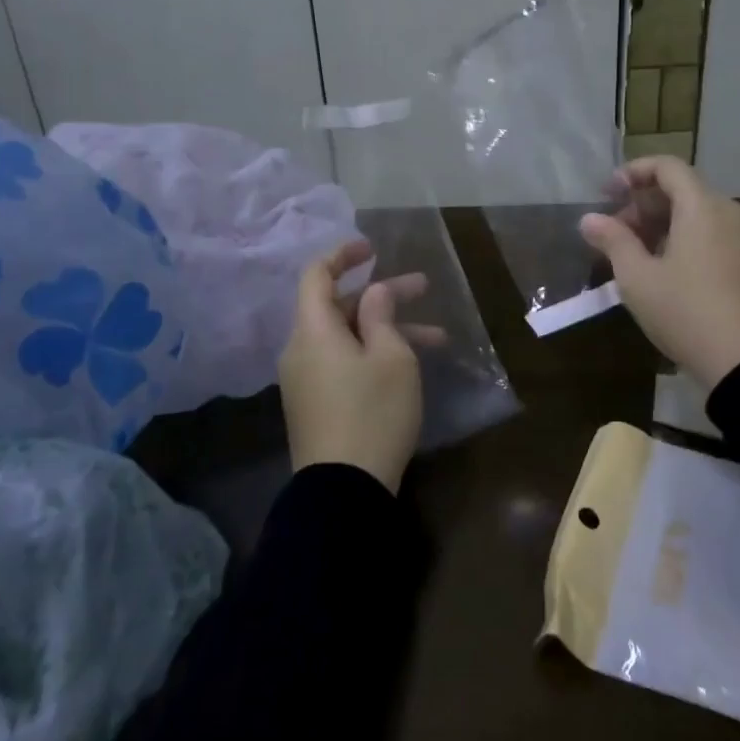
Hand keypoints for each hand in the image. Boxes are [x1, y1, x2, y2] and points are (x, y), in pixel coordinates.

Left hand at [279, 240, 423, 494]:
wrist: (344, 491)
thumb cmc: (373, 413)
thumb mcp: (391, 358)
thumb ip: (381, 315)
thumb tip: (374, 292)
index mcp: (314, 330)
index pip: (317, 275)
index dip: (343, 255)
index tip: (373, 249)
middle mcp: (302, 349)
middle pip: (339, 306)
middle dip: (383, 294)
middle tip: (424, 287)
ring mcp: (306, 378)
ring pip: (347, 337)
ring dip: (387, 329)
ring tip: (437, 337)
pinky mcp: (315, 403)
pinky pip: (342, 362)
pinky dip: (373, 353)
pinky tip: (410, 364)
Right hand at [579, 156, 739, 389]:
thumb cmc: (689, 313)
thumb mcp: (639, 280)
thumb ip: (613, 242)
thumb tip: (590, 219)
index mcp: (703, 206)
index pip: (667, 167)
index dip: (633, 172)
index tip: (607, 194)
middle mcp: (733, 213)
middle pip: (684, 192)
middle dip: (644, 206)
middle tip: (615, 235)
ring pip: (702, 217)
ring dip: (666, 227)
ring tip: (639, 259)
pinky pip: (719, 239)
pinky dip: (690, 243)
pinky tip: (672, 276)